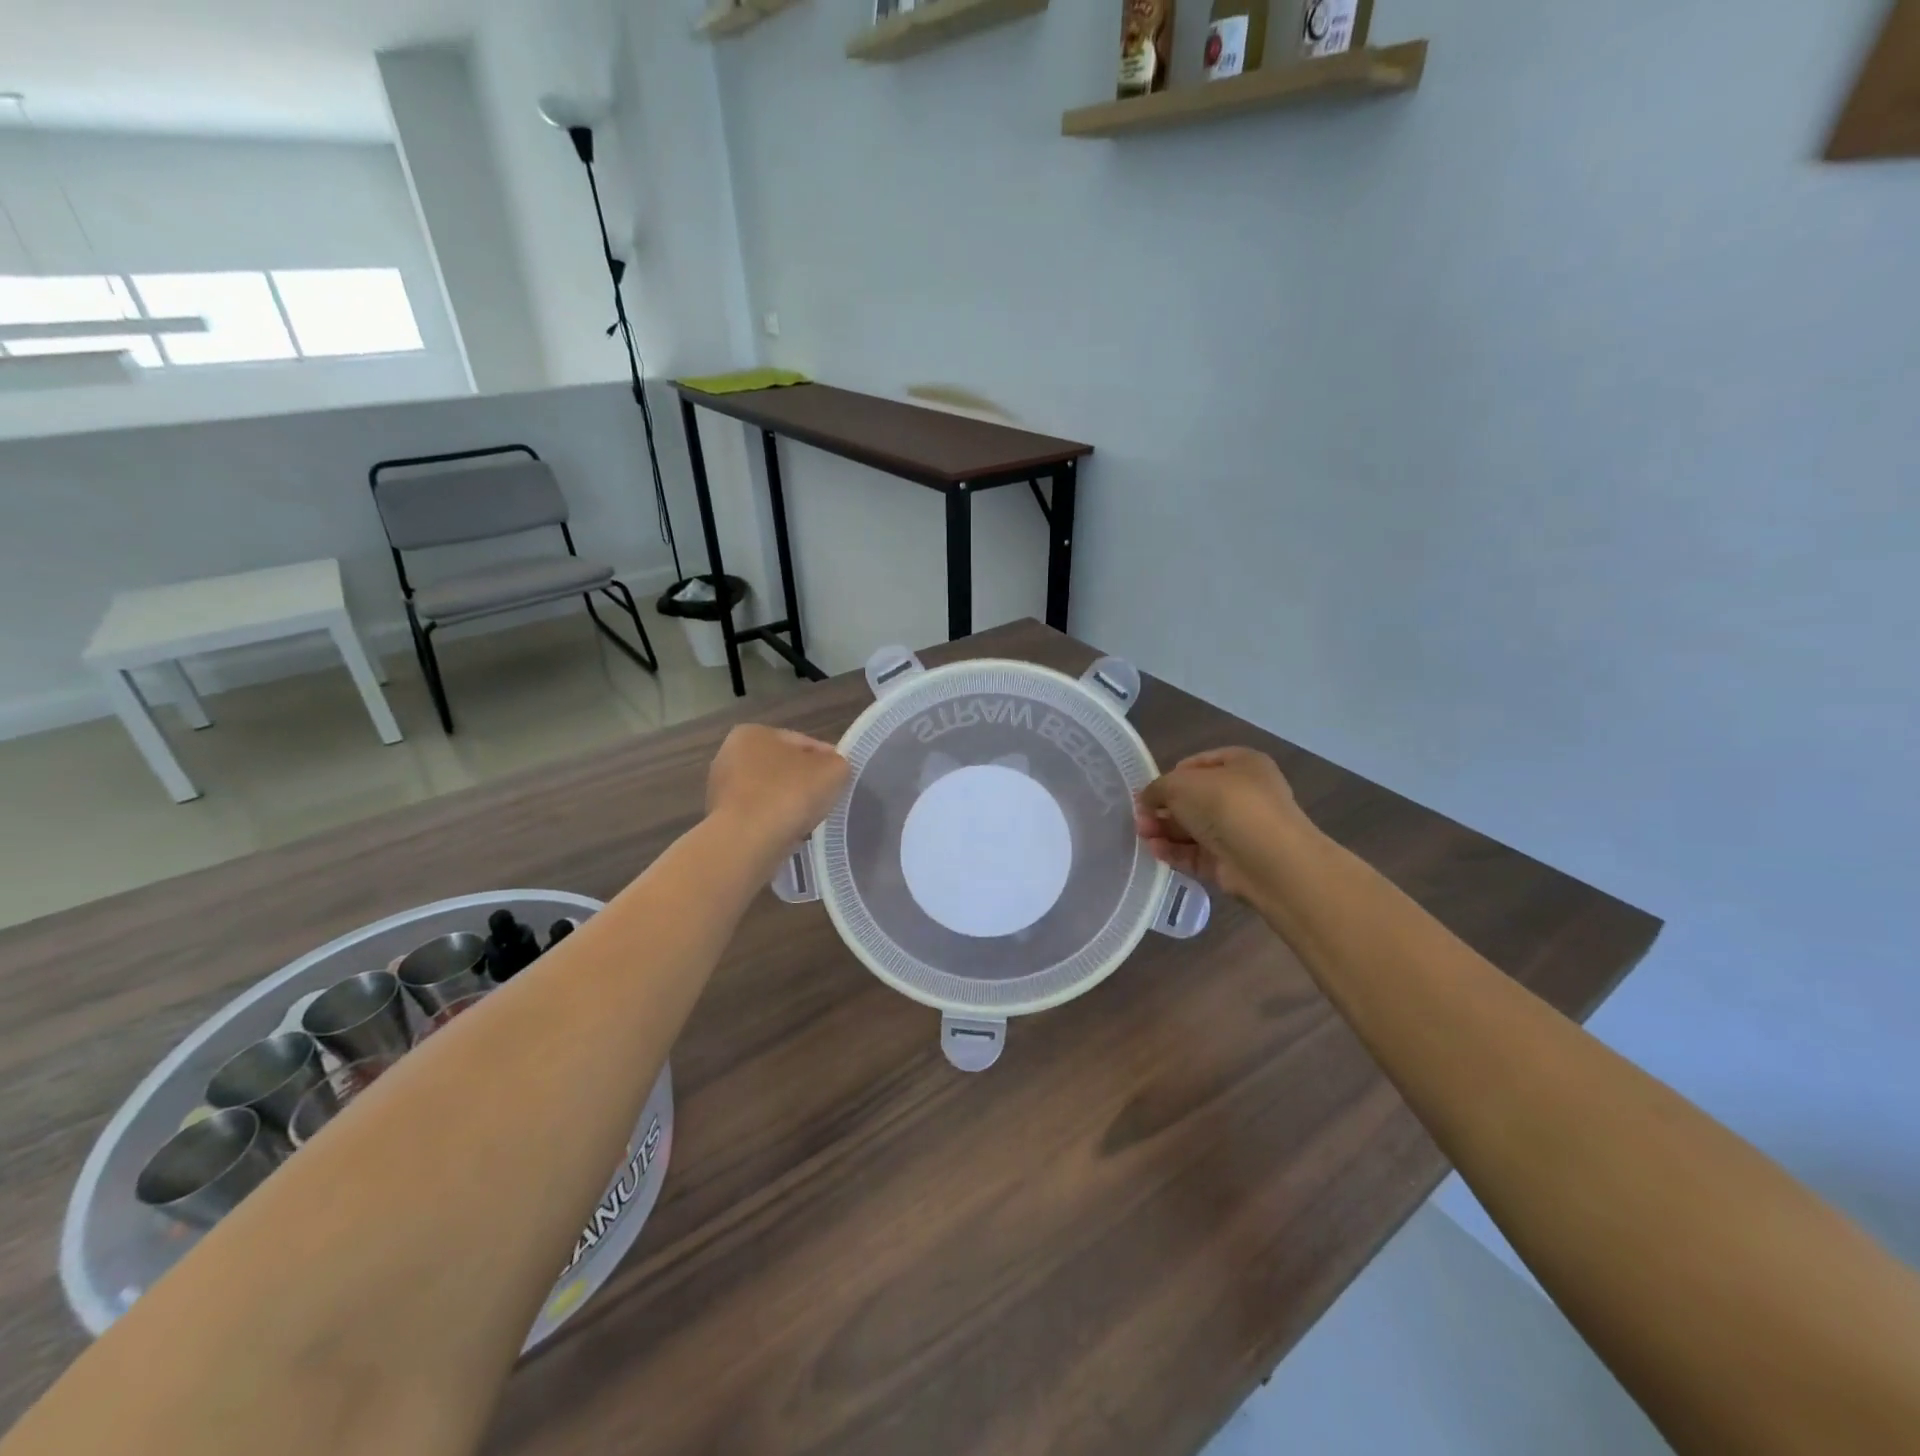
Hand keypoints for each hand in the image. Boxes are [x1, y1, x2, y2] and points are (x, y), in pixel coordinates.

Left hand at [707, 725, 849, 861]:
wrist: (747, 842)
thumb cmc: (789, 794)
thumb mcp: (834, 769)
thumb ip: (838, 763)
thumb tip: (832, 770)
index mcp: (753, 733)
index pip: (803, 743)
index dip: (827, 760)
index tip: (841, 780)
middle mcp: (730, 755)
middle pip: (784, 768)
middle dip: (805, 783)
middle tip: (827, 801)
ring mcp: (722, 790)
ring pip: (771, 794)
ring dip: (789, 805)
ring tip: (810, 822)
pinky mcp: (721, 821)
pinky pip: (759, 817)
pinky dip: (774, 824)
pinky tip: (789, 836)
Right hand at [1135, 748, 1309, 901]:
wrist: (1267, 859)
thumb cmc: (1226, 804)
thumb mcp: (1180, 783)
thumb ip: (1157, 788)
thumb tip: (1147, 799)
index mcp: (1242, 764)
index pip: (1199, 764)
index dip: (1171, 775)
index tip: (1149, 790)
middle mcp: (1244, 795)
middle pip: (1194, 799)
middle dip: (1163, 808)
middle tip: (1140, 817)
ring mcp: (1239, 830)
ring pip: (1193, 828)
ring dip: (1165, 830)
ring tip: (1142, 834)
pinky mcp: (1231, 862)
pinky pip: (1197, 853)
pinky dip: (1175, 851)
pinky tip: (1154, 850)